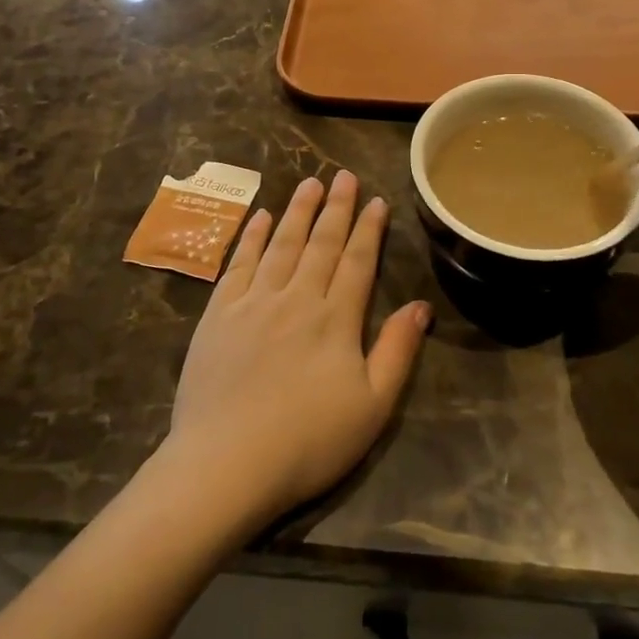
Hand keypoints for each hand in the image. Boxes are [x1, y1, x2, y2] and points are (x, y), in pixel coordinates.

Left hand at [166, 171, 429, 529]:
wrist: (226, 463)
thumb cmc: (308, 442)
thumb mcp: (372, 407)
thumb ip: (397, 351)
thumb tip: (419, 306)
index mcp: (335, 319)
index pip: (357, 261)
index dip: (368, 229)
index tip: (376, 200)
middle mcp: (296, 298)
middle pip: (320, 243)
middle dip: (336, 207)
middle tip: (344, 176)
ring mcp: (253, 302)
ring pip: (281, 244)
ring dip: (297, 211)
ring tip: (310, 184)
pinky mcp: (218, 314)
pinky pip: (238, 263)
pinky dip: (251, 237)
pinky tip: (260, 217)